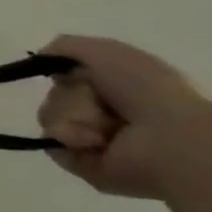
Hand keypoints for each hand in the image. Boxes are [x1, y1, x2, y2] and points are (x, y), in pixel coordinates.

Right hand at [37, 35, 211, 198]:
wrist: (171, 138)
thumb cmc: (146, 89)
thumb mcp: (105, 51)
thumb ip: (65, 46)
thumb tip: (40, 58)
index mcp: (116, 88)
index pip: (69, 76)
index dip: (69, 72)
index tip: (77, 73)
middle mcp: (104, 114)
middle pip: (56, 95)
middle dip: (72, 95)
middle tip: (100, 102)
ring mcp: (93, 141)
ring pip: (50, 116)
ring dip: (73, 116)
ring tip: (105, 128)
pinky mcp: (83, 165)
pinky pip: (52, 143)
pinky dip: (70, 137)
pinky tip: (95, 141)